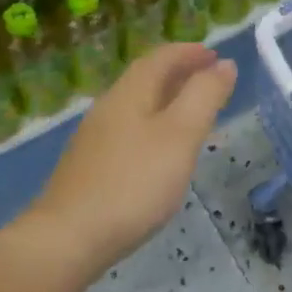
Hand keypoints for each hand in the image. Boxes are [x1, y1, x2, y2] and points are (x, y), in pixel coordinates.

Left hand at [21, 43, 236, 283]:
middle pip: (146, 78)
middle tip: (210, 80)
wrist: (67, 239)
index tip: (216, 55)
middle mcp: (109, 107)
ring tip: (192, 113)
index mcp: (130, 93)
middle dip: (179, 73)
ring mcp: (95, 139)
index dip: (190, 52)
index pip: (161, 57)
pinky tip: (161, 151)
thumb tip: (224, 64)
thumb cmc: (133, 182)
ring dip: (167, 99)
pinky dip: (154, 125)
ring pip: (137, 105)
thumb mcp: (180, 135)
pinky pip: (129, 130)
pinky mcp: (90, 167)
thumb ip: (204, 96)